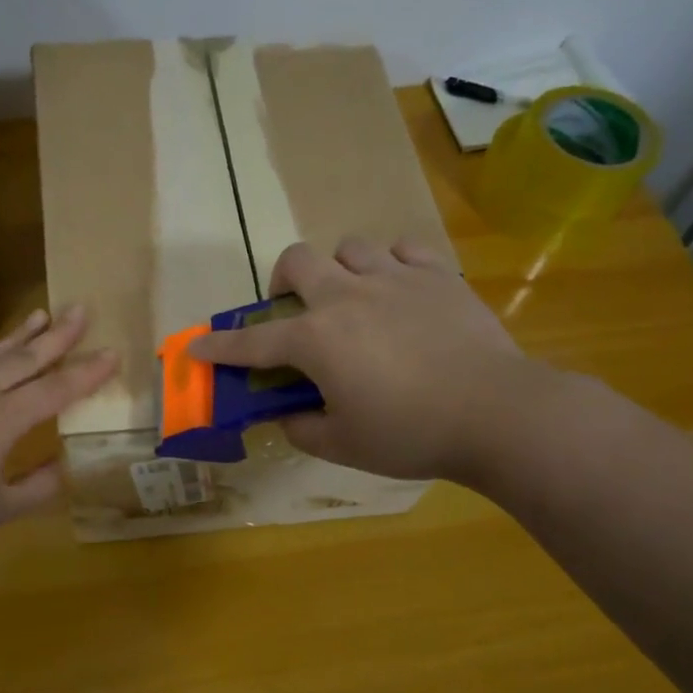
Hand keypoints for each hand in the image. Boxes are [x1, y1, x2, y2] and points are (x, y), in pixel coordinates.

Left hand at [0, 307, 115, 563]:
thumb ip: (37, 487)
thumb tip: (62, 469)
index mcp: (3, 421)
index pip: (55, 391)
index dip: (86, 373)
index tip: (112, 352)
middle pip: (26, 360)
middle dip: (58, 336)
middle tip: (81, 308)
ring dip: (19, 334)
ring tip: (42, 313)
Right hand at [188, 238, 561, 485]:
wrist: (496, 413)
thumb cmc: (410, 433)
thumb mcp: (343, 445)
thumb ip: (301, 428)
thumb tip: (285, 416)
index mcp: (316, 339)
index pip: (253, 342)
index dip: (219, 347)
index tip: (196, 349)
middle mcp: (347, 297)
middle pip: (297, 261)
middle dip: (283, 282)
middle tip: (295, 311)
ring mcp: (395, 279)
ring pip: (350, 247)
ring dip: (340, 270)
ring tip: (354, 299)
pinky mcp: (439, 276)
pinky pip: (404, 249)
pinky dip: (392, 265)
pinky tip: (399, 290)